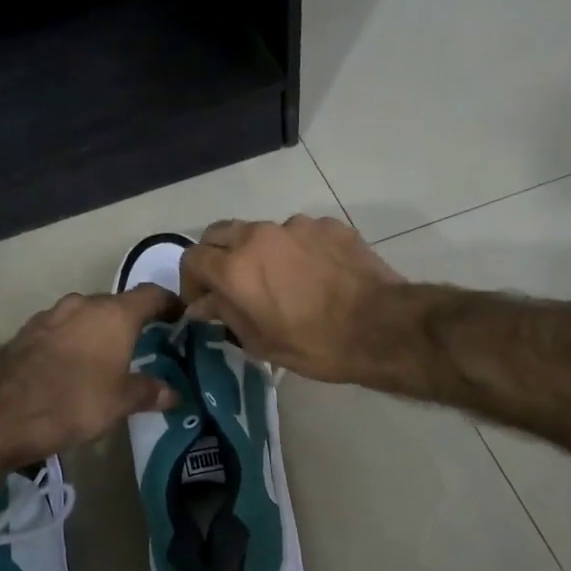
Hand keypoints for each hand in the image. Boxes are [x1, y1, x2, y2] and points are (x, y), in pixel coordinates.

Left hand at [0, 286, 181, 460]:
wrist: (1, 412)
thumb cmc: (73, 402)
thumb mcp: (119, 403)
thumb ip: (148, 392)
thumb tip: (173, 393)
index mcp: (114, 314)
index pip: (151, 295)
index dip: (169, 303)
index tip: (179, 316)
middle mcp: (83, 304)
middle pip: (116, 304)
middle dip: (131, 321)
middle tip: (145, 343)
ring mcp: (51, 315)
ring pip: (85, 316)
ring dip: (99, 331)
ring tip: (107, 357)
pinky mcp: (27, 331)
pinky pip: (61, 330)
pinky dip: (73, 341)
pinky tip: (73, 365)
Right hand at [180, 215, 405, 383]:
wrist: (381, 327)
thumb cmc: (315, 345)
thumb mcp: (260, 342)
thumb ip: (225, 315)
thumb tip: (202, 304)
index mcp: (235, 268)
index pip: (192, 258)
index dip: (190, 281)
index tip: (202, 301)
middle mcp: (259, 236)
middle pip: (219, 233)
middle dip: (216, 257)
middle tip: (229, 285)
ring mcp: (296, 226)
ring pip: (261, 232)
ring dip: (258, 253)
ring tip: (280, 282)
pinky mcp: (328, 225)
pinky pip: (299, 234)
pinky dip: (295, 251)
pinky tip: (314, 276)